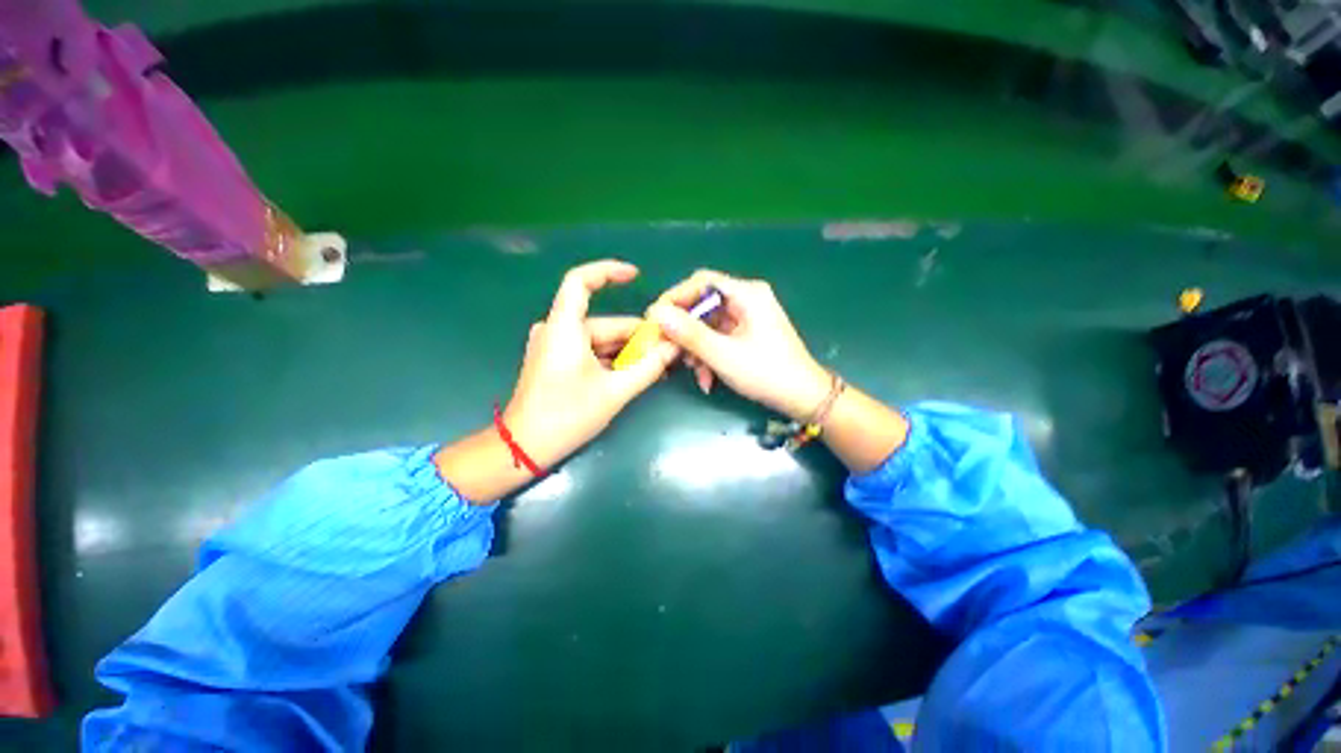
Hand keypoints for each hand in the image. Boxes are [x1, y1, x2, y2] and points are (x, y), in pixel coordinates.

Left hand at [503, 260, 679, 466]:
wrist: (524, 447)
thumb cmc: (566, 416)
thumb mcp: (614, 392)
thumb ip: (648, 367)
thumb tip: (674, 347)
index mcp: (564, 328)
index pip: (581, 281)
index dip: (608, 272)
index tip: (636, 276)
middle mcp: (557, 330)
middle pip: (605, 323)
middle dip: (637, 337)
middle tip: (668, 351)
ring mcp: (555, 347)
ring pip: (601, 341)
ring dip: (628, 353)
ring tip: (658, 367)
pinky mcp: (557, 361)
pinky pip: (591, 352)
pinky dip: (613, 361)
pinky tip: (636, 374)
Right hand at [650, 269, 830, 420]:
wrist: (803, 398)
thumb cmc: (767, 373)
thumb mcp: (723, 355)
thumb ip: (689, 334)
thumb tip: (657, 314)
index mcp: (747, 294)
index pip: (701, 281)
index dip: (675, 297)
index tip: (655, 318)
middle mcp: (747, 299)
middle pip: (703, 305)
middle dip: (685, 332)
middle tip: (669, 351)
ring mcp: (748, 318)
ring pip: (708, 325)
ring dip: (697, 349)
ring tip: (694, 372)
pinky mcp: (747, 334)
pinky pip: (719, 338)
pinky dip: (709, 356)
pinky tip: (707, 378)